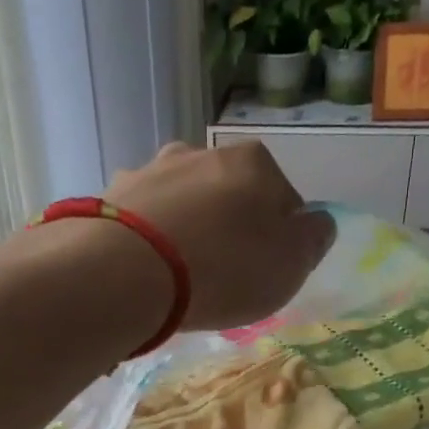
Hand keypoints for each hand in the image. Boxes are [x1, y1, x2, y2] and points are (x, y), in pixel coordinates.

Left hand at [107, 142, 335, 330]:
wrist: (129, 273)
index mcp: (254, 163)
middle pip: (227, 194)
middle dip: (228, 227)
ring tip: (178, 276)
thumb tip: (317, 223)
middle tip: (222, 274)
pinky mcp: (110, 197)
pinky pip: (141, 220)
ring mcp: (150, 171)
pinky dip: (147, 240)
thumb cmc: (225, 269)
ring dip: (185, 230)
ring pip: (182, 202)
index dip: (280, 236)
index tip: (266, 269)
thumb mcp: (290, 265)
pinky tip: (144, 270)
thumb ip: (312, 240)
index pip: (282, 198)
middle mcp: (201, 153)